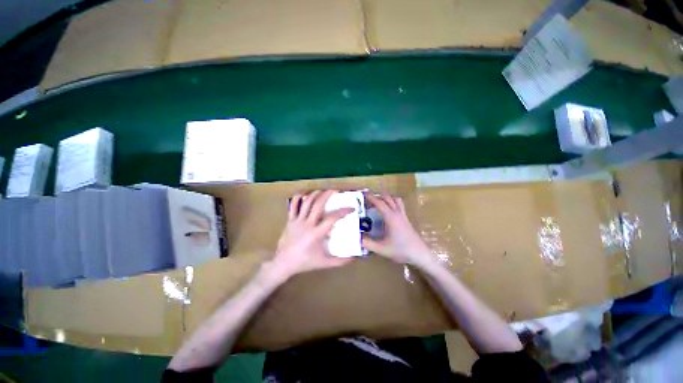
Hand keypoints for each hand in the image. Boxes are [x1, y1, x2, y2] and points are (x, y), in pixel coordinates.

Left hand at [271, 190, 354, 278]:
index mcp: (316, 233)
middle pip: (318, 205)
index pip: (332, 218)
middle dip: (328, 195)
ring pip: (306, 202)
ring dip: (315, 194)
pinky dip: (298, 198)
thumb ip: (339, 261)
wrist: (283, 263)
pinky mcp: (290, 220)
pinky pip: (293, 206)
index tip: (351, 208)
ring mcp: (297, 221)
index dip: (343, 212)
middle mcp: (307, 224)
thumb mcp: (324, 263)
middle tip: (335, 190)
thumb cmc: (305, 262)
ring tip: (322, 190)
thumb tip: (354, 258)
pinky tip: (304, 194)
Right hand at [363, 194, 432, 265]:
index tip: (363, 195)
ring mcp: (403, 215)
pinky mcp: (406, 219)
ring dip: (387, 198)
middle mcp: (397, 213)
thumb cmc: (401, 250)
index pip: (380, 203)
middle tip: (369, 200)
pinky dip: (393, 202)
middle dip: (378, 196)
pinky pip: (400, 205)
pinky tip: (389, 210)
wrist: (419, 254)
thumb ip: (368, 243)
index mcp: (391, 217)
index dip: (371, 198)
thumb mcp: (381, 249)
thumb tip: (358, 237)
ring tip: (379, 202)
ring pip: (396, 199)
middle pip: (388, 198)